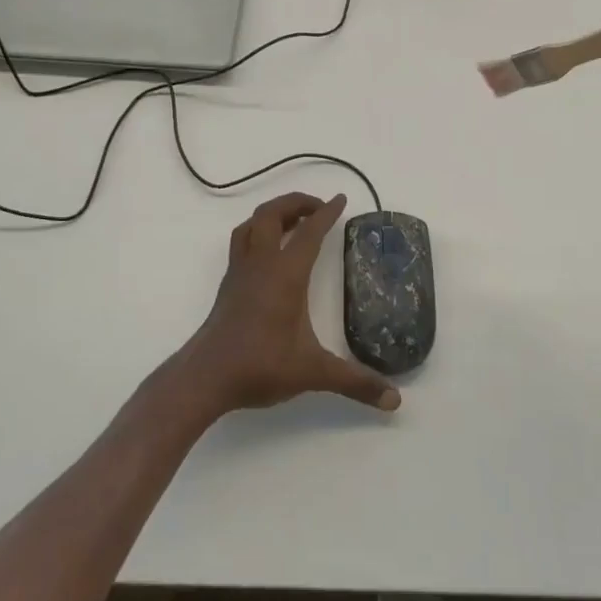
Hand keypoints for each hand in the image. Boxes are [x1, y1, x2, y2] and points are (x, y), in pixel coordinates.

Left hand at [179, 192, 400, 417]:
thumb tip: (394, 399)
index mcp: (285, 274)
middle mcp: (261, 264)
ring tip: (292, 221)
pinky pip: (242, 243)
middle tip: (318, 209)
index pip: (309, 232)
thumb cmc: (260, 366)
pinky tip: (268, 253)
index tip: (340, 200)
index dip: (326, 214)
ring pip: (251, 225)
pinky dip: (257, 233)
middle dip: (295, 203)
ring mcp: (240, 273)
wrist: (205, 377)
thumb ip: (354, 382)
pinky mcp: (228, 286)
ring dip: (272, 214)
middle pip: (272, 214)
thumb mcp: (313, 373)